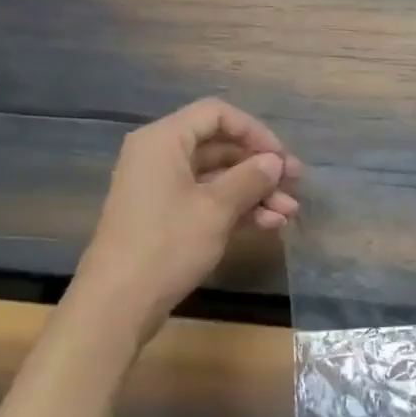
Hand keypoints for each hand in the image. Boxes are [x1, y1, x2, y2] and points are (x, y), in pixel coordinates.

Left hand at [74, 98, 300, 331]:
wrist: (120, 301)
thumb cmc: (167, 244)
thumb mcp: (216, 208)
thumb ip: (250, 178)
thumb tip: (276, 161)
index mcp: (164, 141)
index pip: (216, 115)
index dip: (255, 132)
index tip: (282, 159)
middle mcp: (161, 157)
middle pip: (220, 147)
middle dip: (260, 167)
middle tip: (296, 185)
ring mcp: (163, 189)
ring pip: (219, 178)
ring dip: (256, 192)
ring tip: (289, 213)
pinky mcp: (168, 217)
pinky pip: (209, 201)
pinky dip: (239, 209)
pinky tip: (270, 224)